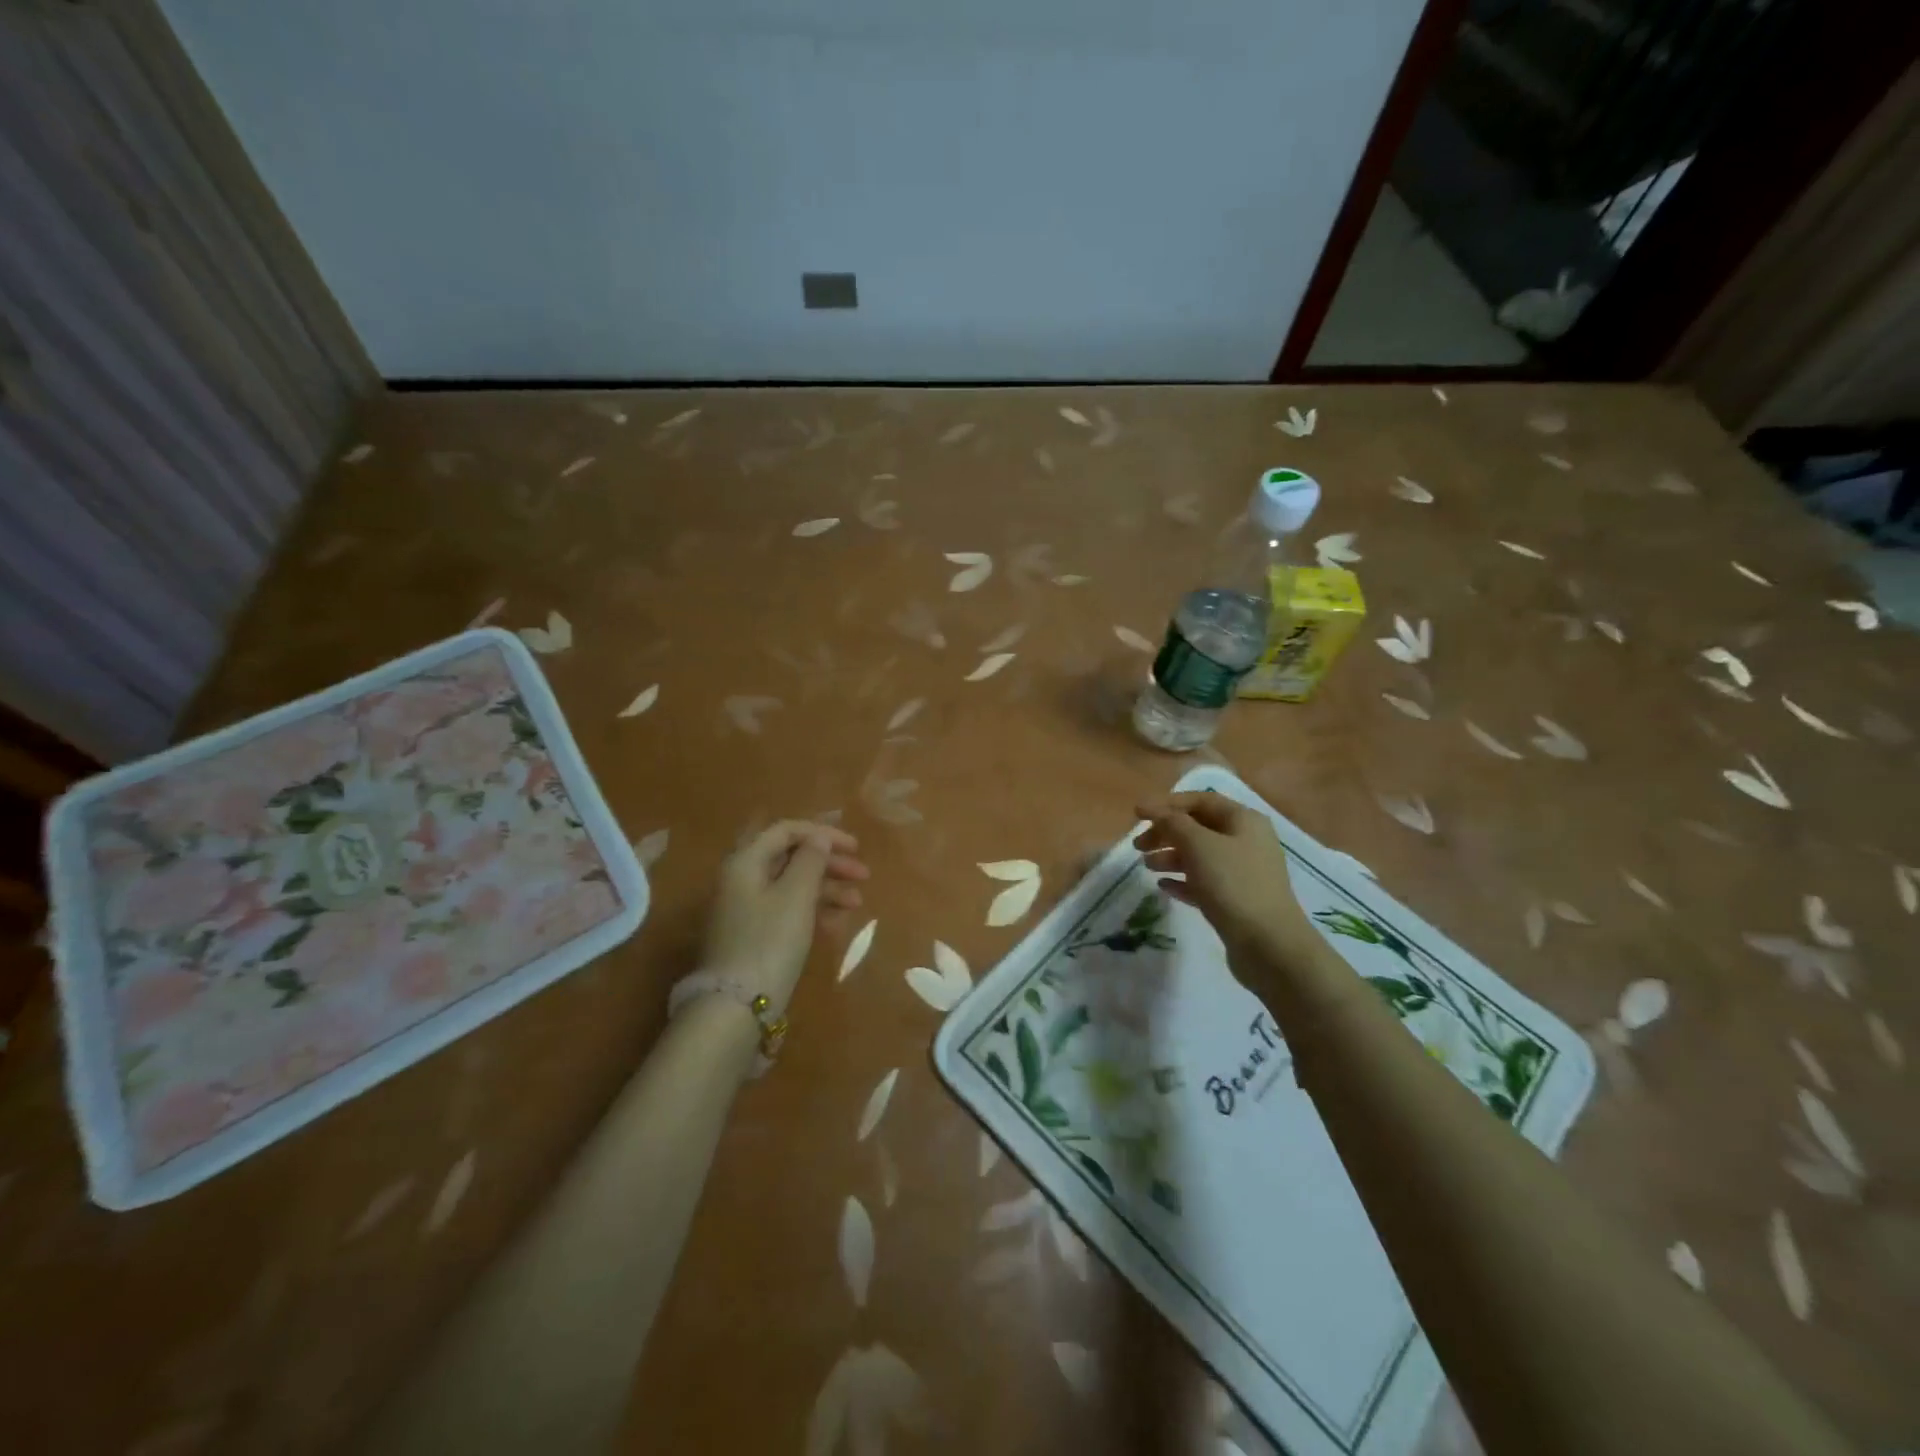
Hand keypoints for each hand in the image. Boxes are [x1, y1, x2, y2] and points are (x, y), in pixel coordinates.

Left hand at [702, 821, 869, 1012]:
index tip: (855, 847)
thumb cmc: (769, 941)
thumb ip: (811, 860)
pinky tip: (838, 923)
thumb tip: (819, 838)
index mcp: (745, 862)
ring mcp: (746, 910)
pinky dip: (813, 910)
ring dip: (826, 889)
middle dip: (829, 863)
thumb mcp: (796, 896)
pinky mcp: (754, 935)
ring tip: (857, 902)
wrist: (736, 1007)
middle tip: (864, 875)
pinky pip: (787, 910)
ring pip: (792, 886)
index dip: (822, 834)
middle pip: (790, 858)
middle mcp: (742, 880)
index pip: (786, 831)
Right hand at [1132, 791, 1316, 966]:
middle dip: (1166, 832)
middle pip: (1198, 827)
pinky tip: (1164, 887)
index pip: (1201, 800)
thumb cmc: (1233, 884)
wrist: (1269, 945)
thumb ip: (1173, 823)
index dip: (1167, 803)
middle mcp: (1247, 841)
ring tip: (1147, 867)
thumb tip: (1154, 810)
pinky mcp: (1237, 901)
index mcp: (1244, 820)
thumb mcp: (1199, 845)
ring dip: (1170, 856)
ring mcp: (1243, 873)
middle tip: (1138, 845)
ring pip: (1200, 856)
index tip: (1137, 814)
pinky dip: (1183, 880)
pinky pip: (1204, 882)